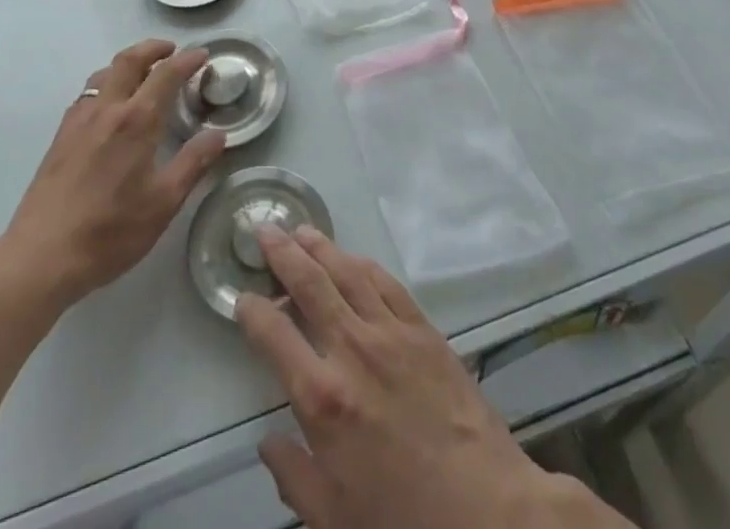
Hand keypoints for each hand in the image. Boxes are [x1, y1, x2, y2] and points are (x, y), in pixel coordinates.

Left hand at [3, 40, 226, 304]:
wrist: (41, 256)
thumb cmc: (110, 231)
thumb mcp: (163, 203)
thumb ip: (193, 164)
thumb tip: (218, 135)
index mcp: (136, 121)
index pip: (166, 75)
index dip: (187, 60)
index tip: (202, 55)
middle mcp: (106, 109)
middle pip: (129, 60)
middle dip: (152, 48)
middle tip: (172, 50)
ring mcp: (78, 121)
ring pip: (104, 74)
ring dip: (127, 63)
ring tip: (143, 74)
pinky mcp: (60, 137)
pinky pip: (87, 94)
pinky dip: (106, 84)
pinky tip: (110, 107)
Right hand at [237, 229, 598, 528]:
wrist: (487, 512)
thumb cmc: (403, 521)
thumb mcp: (333, 519)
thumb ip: (293, 476)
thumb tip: (268, 441)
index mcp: (322, 397)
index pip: (273, 335)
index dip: (252, 311)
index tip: (242, 298)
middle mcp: (352, 350)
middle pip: (309, 283)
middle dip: (282, 252)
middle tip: (266, 229)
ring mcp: (391, 333)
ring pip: (347, 272)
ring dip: (321, 247)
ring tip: (303, 231)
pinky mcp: (424, 329)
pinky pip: (387, 284)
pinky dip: (364, 265)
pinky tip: (354, 259)